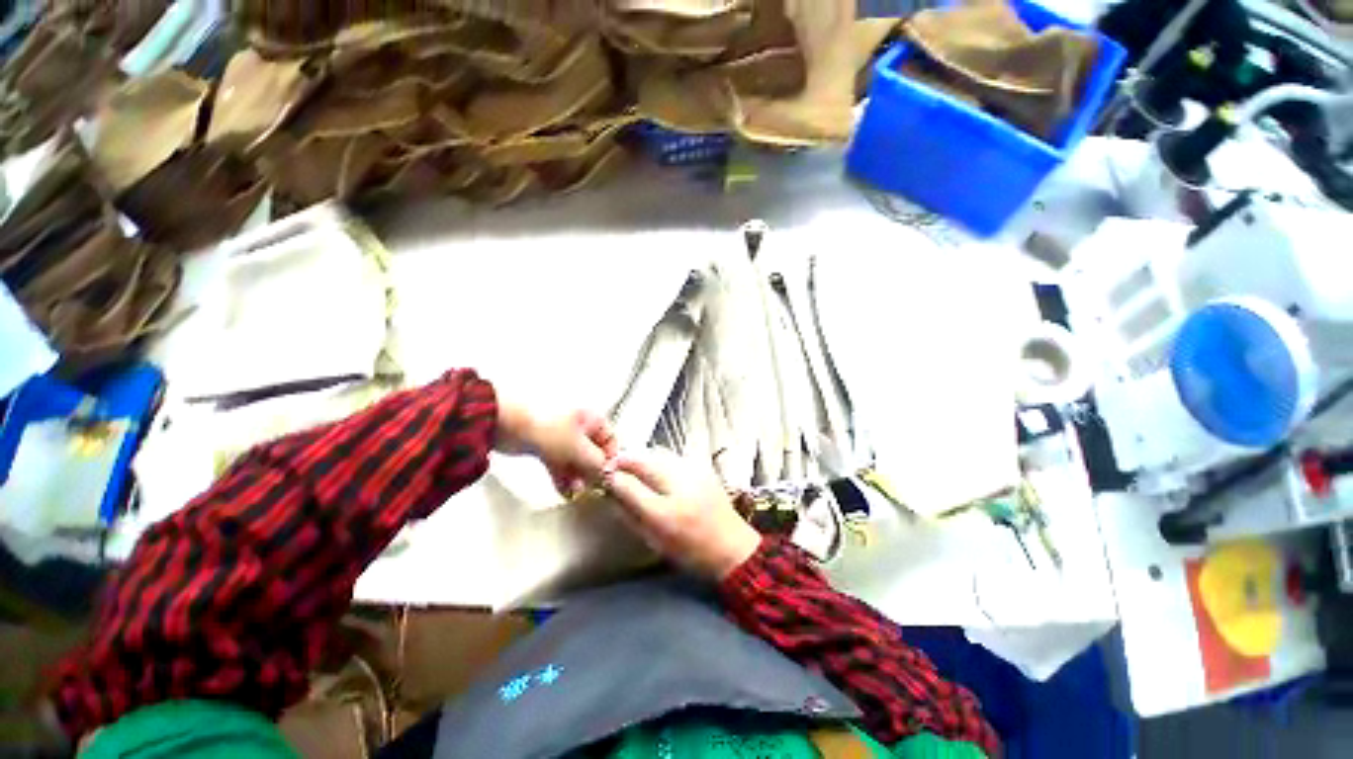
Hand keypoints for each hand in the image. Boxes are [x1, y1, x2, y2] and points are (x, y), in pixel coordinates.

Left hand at [496, 403, 618, 497]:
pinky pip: (560, 464)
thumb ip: (597, 463)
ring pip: (577, 460)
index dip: (611, 458)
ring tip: (575, 492)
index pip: (611, 440)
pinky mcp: (546, 447)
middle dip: (593, 471)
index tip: (608, 476)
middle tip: (591, 488)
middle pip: (594, 452)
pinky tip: (564, 492)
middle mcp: (580, 426)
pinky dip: (563, 477)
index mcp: (592, 418)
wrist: (504, 422)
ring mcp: (562, 437)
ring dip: (578, 477)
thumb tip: (611, 476)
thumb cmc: (547, 428)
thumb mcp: (577, 447)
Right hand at [603, 450, 761, 580]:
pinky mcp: (702, 466)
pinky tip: (660, 474)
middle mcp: (679, 480)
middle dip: (627, 461)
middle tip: (618, 470)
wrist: (732, 547)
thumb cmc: (690, 550)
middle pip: (644, 457)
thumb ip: (629, 513)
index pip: (629, 481)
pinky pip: (673, 456)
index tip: (605, 473)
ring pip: (659, 453)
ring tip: (637, 472)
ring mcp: (693, 468)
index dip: (614, 472)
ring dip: (643, 458)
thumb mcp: (654, 538)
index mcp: (665, 507)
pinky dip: (660, 461)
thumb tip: (612, 491)